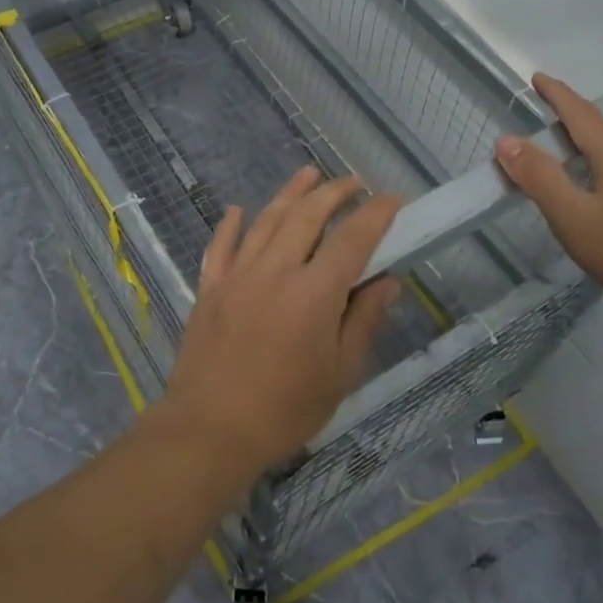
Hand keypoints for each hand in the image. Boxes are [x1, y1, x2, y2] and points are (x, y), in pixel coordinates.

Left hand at [159, 167, 401, 479]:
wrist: (210, 428)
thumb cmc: (284, 409)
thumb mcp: (339, 374)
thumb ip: (363, 322)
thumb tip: (386, 282)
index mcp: (314, 293)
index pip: (352, 240)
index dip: (375, 215)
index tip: (392, 199)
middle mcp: (276, 271)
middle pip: (307, 216)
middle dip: (334, 192)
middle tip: (353, 183)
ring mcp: (238, 275)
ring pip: (266, 220)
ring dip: (290, 193)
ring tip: (308, 174)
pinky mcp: (210, 288)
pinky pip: (221, 246)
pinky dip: (231, 224)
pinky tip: (239, 210)